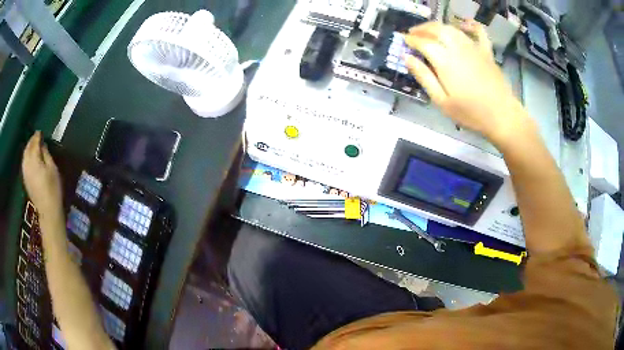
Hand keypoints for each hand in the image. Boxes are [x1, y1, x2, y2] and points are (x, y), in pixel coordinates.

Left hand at [22, 132, 62, 220]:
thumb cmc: (53, 188)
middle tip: (36, 137)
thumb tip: (42, 145)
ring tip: (32, 145)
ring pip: (24, 155)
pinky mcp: (25, 180)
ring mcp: (25, 173)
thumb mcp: (52, 169)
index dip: (37, 136)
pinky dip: (26, 157)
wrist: (47, 210)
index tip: (40, 132)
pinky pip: (24, 163)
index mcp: (34, 160)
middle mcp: (27, 164)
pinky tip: (29, 157)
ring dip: (28, 148)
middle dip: (31, 141)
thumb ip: (46, 154)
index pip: (34, 143)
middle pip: (28, 148)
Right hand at [404, 21, 529, 144]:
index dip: (411, 40)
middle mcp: (457, 47)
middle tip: (413, 33)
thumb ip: (424, 77)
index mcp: (444, 60)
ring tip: (430, 31)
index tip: (404, 41)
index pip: (423, 42)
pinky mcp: (486, 51)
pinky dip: (470, 25)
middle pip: (436, 29)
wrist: (502, 116)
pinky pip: (478, 31)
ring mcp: (474, 47)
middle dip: (422, 29)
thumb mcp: (442, 101)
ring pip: (452, 28)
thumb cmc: (471, 113)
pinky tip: (464, 24)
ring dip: (438, 26)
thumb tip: (407, 58)